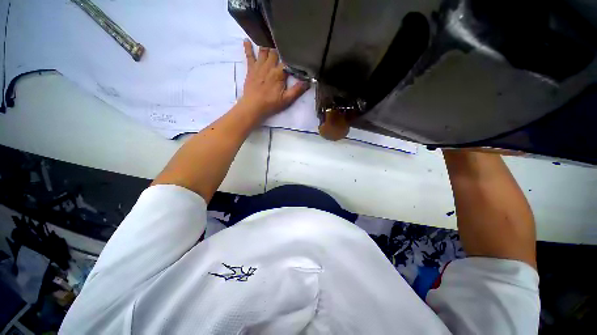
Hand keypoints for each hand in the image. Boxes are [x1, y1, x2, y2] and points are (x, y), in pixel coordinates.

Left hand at [238, 39, 309, 117]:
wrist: (253, 106)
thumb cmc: (270, 104)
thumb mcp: (286, 100)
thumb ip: (297, 90)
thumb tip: (308, 82)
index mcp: (279, 73)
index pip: (287, 61)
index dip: (291, 57)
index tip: (295, 53)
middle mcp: (269, 66)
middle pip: (275, 53)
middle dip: (279, 49)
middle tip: (283, 44)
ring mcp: (259, 66)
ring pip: (264, 51)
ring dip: (267, 46)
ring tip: (269, 38)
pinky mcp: (250, 69)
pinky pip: (249, 55)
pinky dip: (248, 47)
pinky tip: (246, 39)